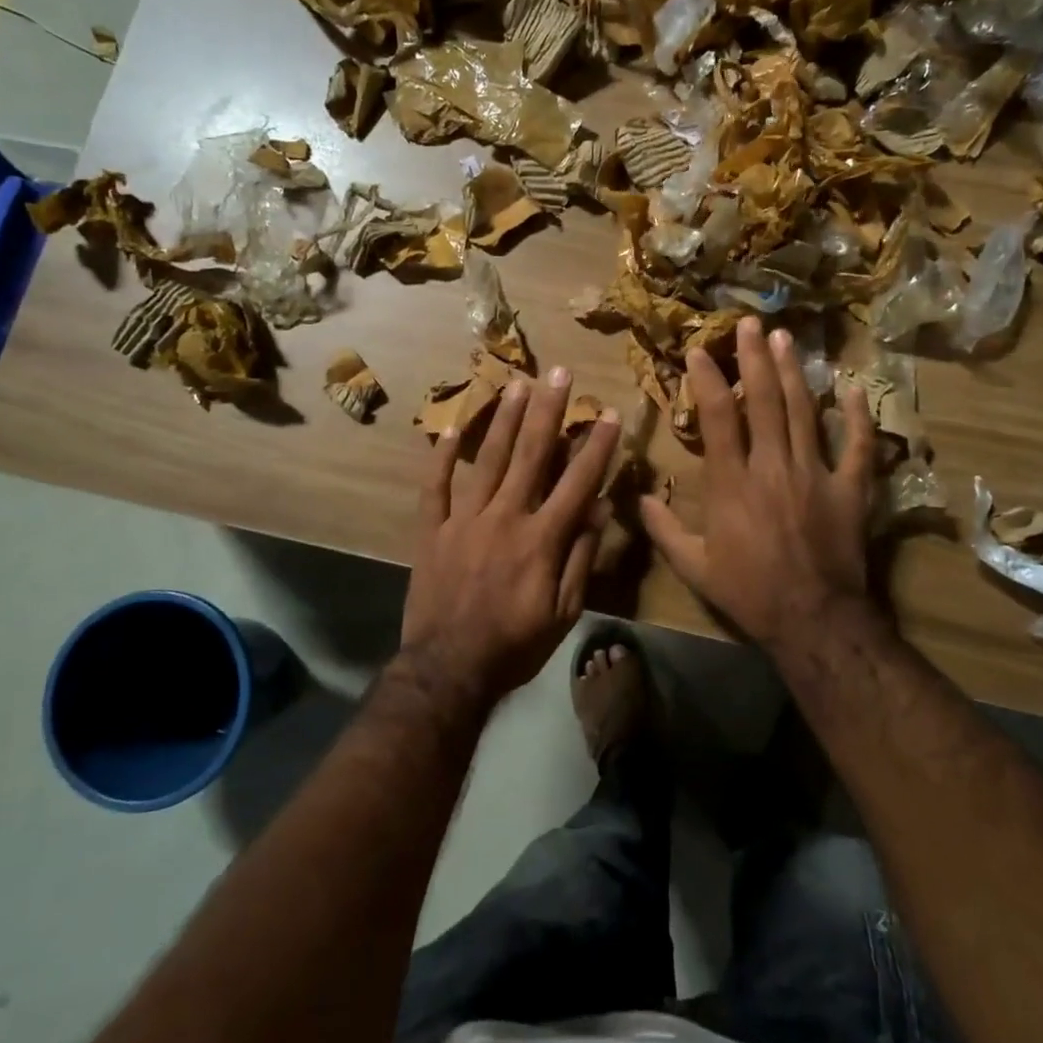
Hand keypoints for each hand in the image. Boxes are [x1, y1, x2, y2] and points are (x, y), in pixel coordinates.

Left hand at [400, 366, 620, 706]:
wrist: (448, 670)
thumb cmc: (515, 646)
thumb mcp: (565, 612)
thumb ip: (581, 557)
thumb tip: (598, 508)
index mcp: (542, 539)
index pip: (577, 481)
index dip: (596, 445)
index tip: (608, 412)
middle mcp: (506, 517)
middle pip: (532, 454)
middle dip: (550, 411)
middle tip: (560, 372)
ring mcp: (465, 520)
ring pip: (488, 459)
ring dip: (504, 419)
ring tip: (517, 383)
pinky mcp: (433, 530)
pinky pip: (436, 486)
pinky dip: (443, 457)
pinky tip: (452, 428)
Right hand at [640, 317, 874, 650]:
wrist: (813, 619)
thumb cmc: (749, 593)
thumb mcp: (693, 568)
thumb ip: (664, 530)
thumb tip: (639, 499)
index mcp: (732, 483)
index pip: (717, 418)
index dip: (707, 379)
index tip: (699, 350)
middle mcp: (772, 466)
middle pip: (763, 400)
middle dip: (754, 358)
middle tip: (749, 323)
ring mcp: (815, 473)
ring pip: (803, 411)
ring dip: (793, 371)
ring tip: (785, 337)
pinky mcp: (850, 488)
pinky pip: (856, 444)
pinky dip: (855, 415)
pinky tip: (851, 386)